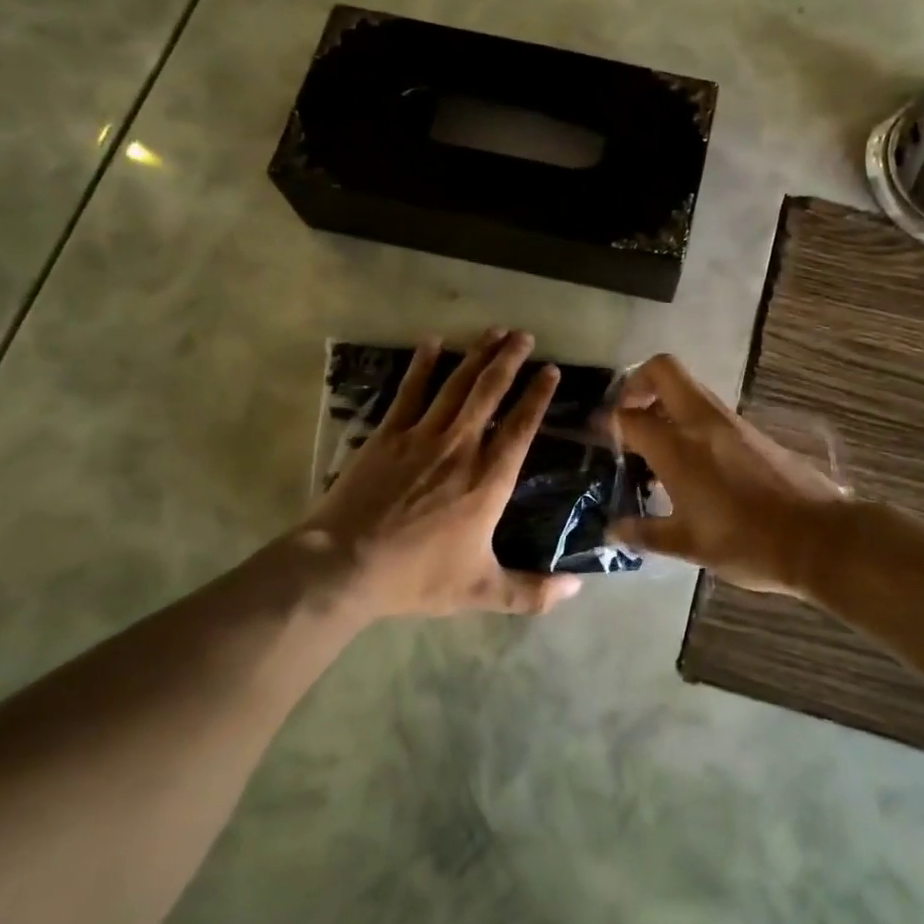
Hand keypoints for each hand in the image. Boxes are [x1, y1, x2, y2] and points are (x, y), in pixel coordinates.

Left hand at [296, 328, 583, 619]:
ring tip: (494, 331)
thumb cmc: (416, 576)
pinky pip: (409, 391)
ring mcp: (422, 436)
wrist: (345, 565)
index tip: (551, 370)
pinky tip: (432, 342)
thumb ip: (531, 592)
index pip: (521, 427)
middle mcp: (461, 447)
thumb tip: (577, 591)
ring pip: (456, 384)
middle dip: (510, 360)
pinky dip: (422, 365)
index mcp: (488, 480)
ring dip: (477, 354)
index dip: (538, 396)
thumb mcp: (480, 591)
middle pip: (490, 392)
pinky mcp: (388, 435)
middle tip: (524, 335)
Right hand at [609, 354, 851, 596]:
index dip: (607, 421)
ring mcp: (730, 422)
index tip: (596, 433)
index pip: (629, 417)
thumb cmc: (745, 542)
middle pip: (663, 370)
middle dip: (637, 381)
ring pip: (688, 386)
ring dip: (665, 400)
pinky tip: (690, 459)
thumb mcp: (688, 545)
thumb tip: (613, 530)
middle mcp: (701, 422)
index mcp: (677, 448)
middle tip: (628, 413)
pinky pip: (709, 408)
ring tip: (654, 441)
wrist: (816, 537)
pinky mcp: (751, 430)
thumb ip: (645, 533)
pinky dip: (689, 417)